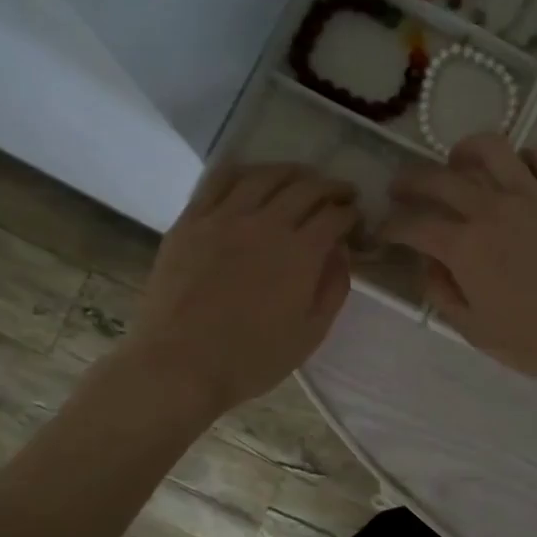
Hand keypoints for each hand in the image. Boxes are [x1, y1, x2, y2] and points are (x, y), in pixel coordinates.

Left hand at [123, 164, 356, 414]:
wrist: (180, 364)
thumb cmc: (252, 358)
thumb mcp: (310, 334)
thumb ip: (333, 288)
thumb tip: (340, 253)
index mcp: (300, 253)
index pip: (335, 215)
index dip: (352, 213)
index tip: (357, 219)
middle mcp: (266, 223)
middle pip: (306, 188)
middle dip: (331, 187)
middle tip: (341, 194)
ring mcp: (224, 217)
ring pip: (264, 175)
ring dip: (291, 172)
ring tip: (302, 178)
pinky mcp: (191, 220)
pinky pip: (219, 180)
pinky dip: (244, 171)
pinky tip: (252, 178)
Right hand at [380, 134, 536, 391]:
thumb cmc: (536, 342)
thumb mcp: (474, 330)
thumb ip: (442, 293)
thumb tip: (428, 263)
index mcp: (465, 248)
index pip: (413, 224)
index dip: (391, 226)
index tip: (384, 231)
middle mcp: (493, 210)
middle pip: (440, 178)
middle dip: (411, 180)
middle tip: (402, 188)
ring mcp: (534, 196)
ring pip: (491, 149)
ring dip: (464, 151)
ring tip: (457, 162)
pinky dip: (524, 157)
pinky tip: (517, 173)